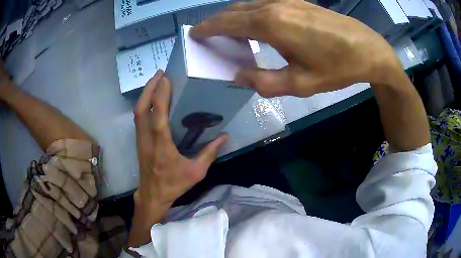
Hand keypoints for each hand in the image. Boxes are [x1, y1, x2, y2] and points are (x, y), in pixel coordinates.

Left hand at [133, 70, 228, 206]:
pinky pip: (138, 118)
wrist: (153, 195)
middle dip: (149, 88)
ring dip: (145, 94)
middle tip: (159, 73)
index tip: (165, 79)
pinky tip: (151, 98)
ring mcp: (140, 140)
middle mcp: (147, 140)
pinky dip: (143, 104)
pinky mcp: (138, 141)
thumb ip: (210, 153)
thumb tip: (225, 136)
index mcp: (162, 147)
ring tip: (156, 81)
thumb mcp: (196, 172)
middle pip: (141, 109)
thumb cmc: (174, 184)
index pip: (158, 117)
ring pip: (137, 112)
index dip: (160, 96)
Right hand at [191, 0, 400, 97]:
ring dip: (234, 17)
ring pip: (249, 4)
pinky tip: (256, 24)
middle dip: (217, 22)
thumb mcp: (300, 84)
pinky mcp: (298, 1)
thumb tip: (238, 76)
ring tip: (230, 33)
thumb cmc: (337, 68)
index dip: (207, 28)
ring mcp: (287, 0)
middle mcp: (274, 5)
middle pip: (234, 10)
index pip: (227, 22)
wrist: (367, 49)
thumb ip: (264, 82)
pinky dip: (251, 12)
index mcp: (271, 24)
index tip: (195, 34)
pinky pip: (264, 3)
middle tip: (209, 36)